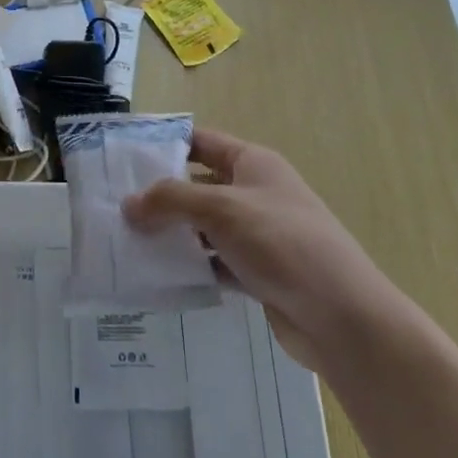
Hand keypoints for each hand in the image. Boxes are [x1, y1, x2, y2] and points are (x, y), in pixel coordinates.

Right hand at [121, 128, 385, 367]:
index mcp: (253, 163)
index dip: (164, 144)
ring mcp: (257, 235)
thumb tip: (128, 204)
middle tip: (115, 206)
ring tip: (126, 242)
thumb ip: (171, 201)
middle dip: (160, 195)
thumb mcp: (221, 209)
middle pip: (198, 185)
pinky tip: (158, 276)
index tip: (124, 158)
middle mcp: (255, 193)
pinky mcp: (257, 272)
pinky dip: (190, 266)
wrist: (341, 316)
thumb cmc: (282, 243)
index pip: (201, 141)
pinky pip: (214, 262)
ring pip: (203, 227)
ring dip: (172, 234)